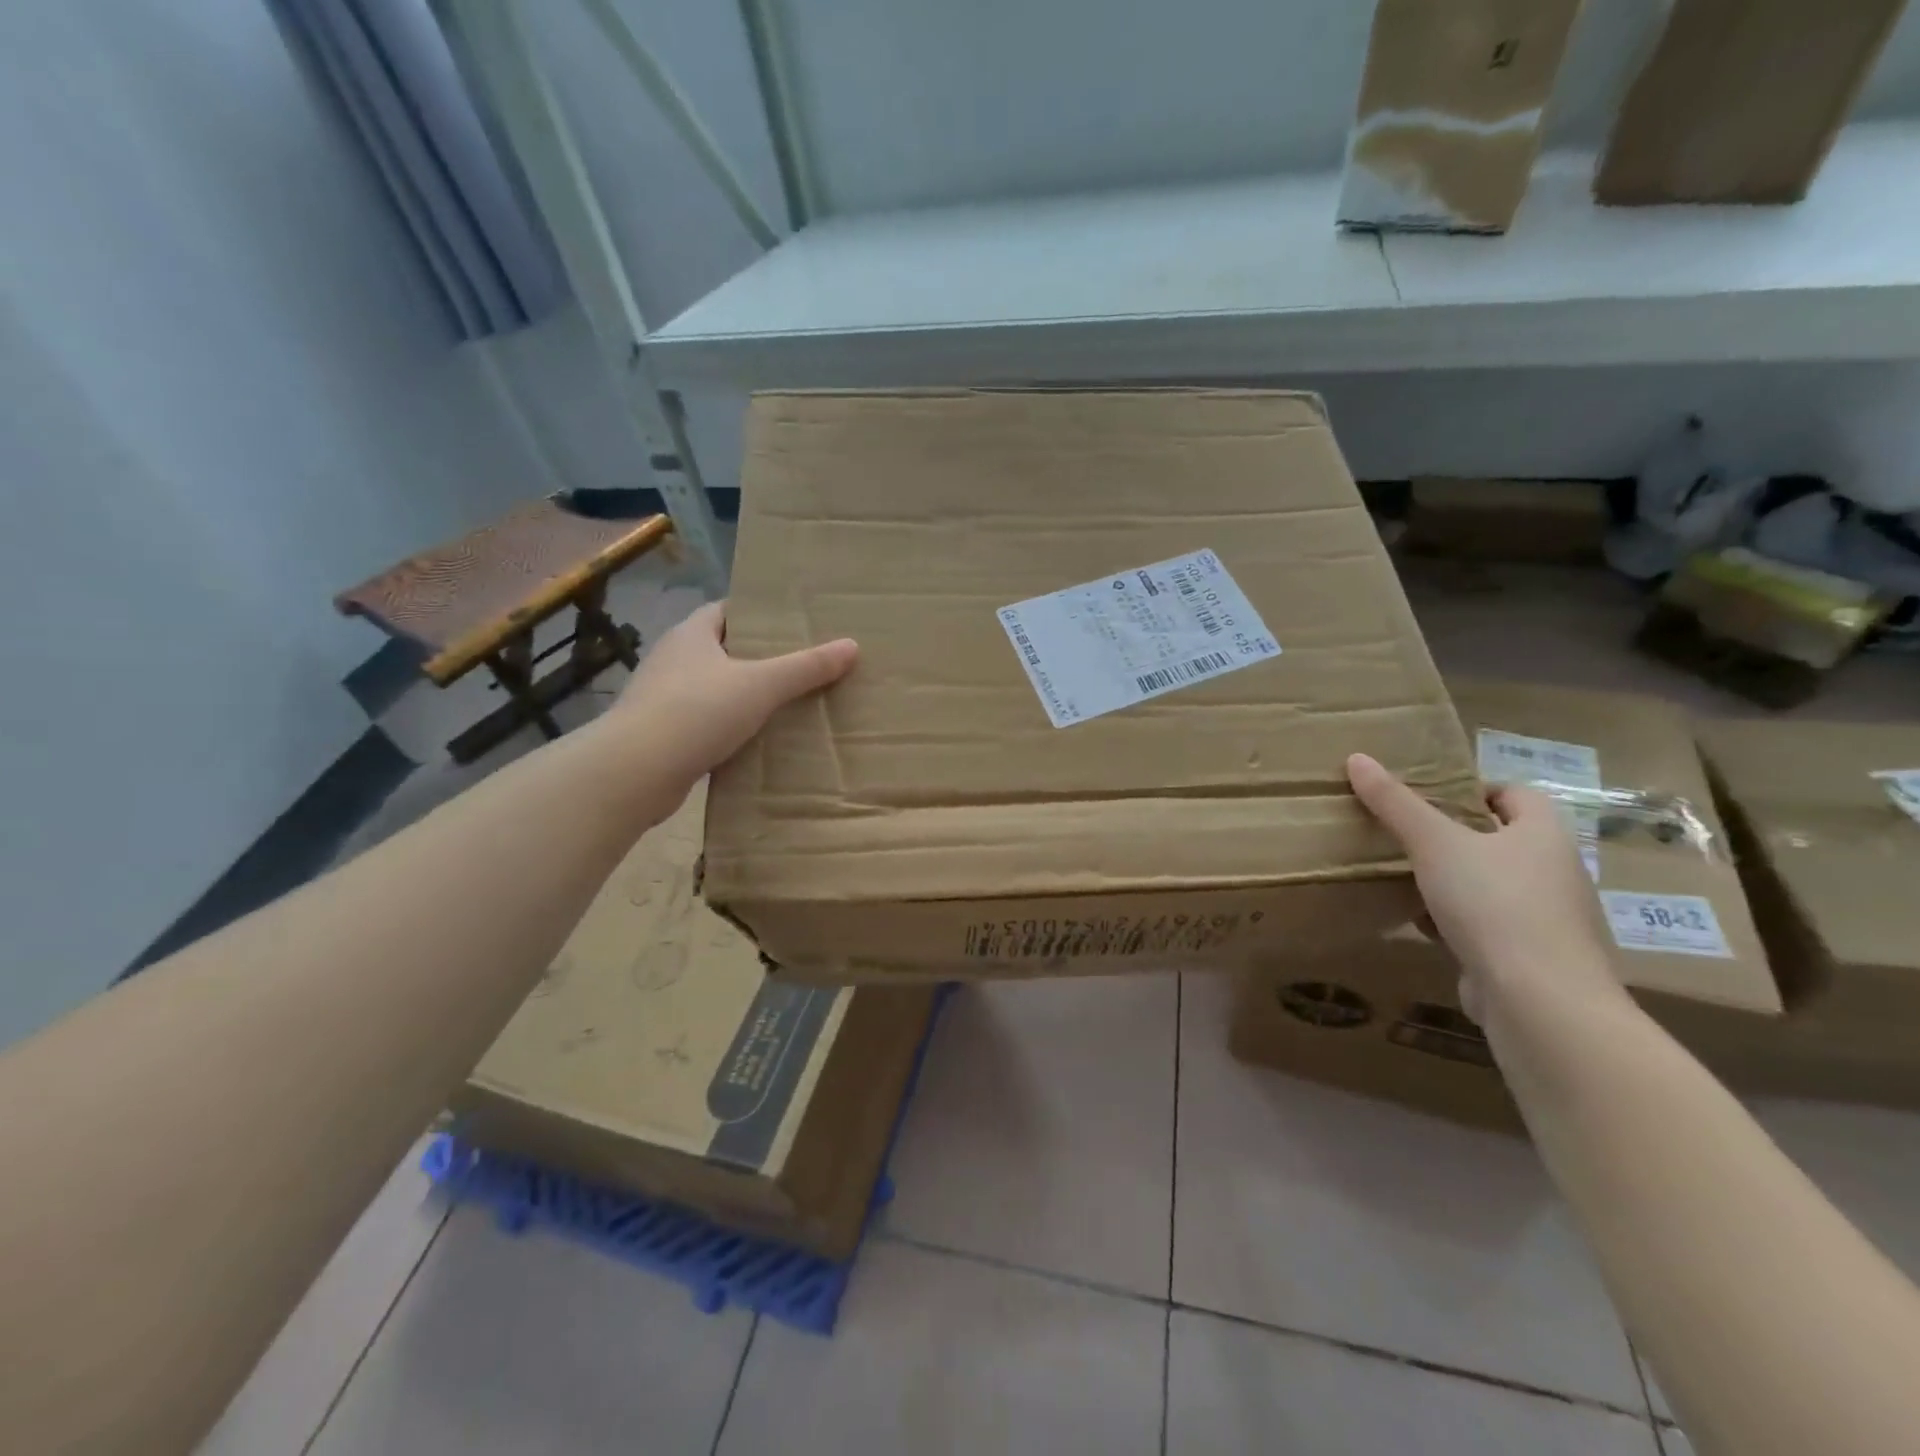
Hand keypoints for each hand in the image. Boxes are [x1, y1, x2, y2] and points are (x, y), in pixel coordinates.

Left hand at [612, 600, 856, 789]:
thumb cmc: (697, 712)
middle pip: (721, 650)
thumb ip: (806, 667)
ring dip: (741, 696)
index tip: (792, 626)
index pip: (726, 611)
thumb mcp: (761, 685)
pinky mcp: (661, 735)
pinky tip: (754, 741)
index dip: (757, 615)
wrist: (635, 771)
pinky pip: (703, 723)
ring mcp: (662, 698)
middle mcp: (672, 660)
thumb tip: (851, 646)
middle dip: (756, 657)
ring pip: (712, 689)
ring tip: (784, 705)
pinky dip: (727, 728)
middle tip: (799, 666)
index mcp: (691, 635)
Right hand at [1346, 753, 1629, 1023]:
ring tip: (1404, 878)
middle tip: (1405, 836)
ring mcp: (1548, 918)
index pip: (1516, 794)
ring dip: (1453, 882)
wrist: (1540, 1002)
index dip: (1474, 789)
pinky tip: (1420, 926)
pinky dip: (1456, 922)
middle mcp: (1556, 871)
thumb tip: (1357, 758)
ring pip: (1492, 885)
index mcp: (1545, 834)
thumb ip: (1395, 803)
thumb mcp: (1434, 844)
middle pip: (1502, 839)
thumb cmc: (1494, 905)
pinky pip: (1489, 926)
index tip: (1428, 799)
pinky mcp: (1532, 957)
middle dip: (1454, 837)